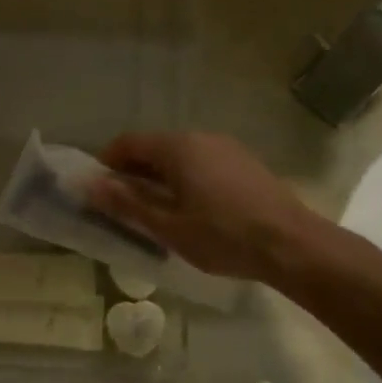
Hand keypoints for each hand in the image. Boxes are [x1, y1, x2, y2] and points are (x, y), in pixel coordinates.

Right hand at [87, 131, 313, 282]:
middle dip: (132, 173)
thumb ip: (126, 202)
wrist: (292, 245)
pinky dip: (184, 180)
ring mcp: (227, 148)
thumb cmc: (222, 236)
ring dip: (159, 178)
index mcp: (177, 147)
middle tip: (122, 207)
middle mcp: (201, 137)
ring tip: (155, 212)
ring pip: (179, 156)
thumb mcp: (167, 226)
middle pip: (154, 147)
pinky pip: (202, 164)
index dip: (106, 164)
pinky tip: (190, 210)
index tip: (97, 191)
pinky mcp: (244, 163)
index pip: (128, 143)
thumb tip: (89, 185)